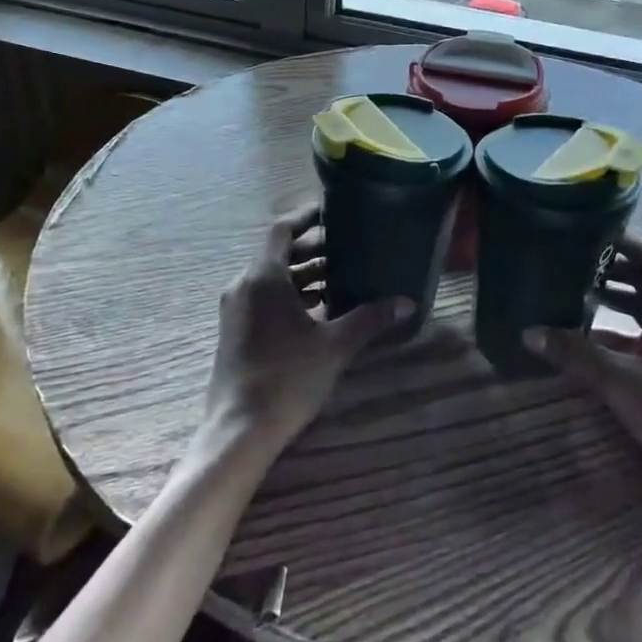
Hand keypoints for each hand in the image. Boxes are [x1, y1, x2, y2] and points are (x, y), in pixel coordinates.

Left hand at [204, 203, 410, 457]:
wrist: (240, 429)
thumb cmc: (288, 378)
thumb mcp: (335, 346)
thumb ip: (370, 318)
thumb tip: (407, 303)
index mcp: (263, 277)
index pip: (283, 229)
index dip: (307, 216)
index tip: (334, 212)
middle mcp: (244, 285)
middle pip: (278, 252)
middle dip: (313, 249)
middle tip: (349, 247)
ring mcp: (236, 309)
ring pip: (271, 278)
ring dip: (303, 275)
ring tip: (341, 278)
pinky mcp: (235, 330)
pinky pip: (264, 298)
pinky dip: (290, 295)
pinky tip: (319, 311)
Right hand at [527, 235, 641, 489]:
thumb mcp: (617, 380)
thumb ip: (573, 353)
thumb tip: (529, 332)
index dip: (627, 243)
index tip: (594, 237)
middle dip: (613, 272)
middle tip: (575, 266)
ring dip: (616, 302)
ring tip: (578, 299)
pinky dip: (622, 332)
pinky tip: (594, 346)